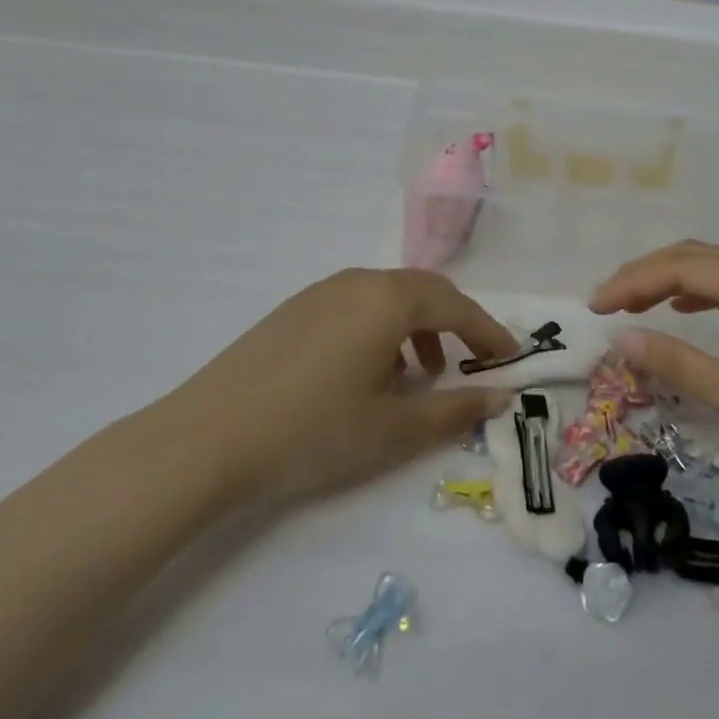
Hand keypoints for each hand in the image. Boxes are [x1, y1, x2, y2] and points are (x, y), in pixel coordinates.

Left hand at [168, 269, 515, 507]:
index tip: (511, 358)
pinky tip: (369, 371)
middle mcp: (359, 281)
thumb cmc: (313, 431)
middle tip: (472, 360)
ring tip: (418, 374)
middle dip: (455, 323)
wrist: (207, 437)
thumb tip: (502, 395)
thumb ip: (454, 410)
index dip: (488, 332)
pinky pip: (357, 305)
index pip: (457, 306)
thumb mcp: (393, 430)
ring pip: (388, 296)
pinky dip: (381, 328)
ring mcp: (322, 291)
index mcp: (389, 299)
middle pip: (424, 290)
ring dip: (417, 326)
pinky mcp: (295, 309)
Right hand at [589, 241, 718, 508]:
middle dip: (647, 273)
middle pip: (698, 257)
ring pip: (717, 272)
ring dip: (671, 280)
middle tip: (605, 302)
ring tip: (633, 302)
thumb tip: (622, 338)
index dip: (633, 281)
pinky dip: (700, 294)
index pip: (682, 266)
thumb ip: (682, 365)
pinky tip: (686, 308)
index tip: (593, 306)